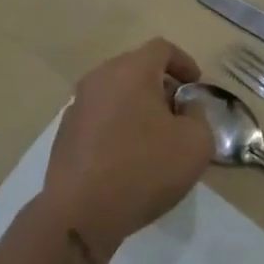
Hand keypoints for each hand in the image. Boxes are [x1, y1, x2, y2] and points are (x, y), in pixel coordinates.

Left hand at [41, 38, 212, 263]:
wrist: (80, 215)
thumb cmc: (144, 170)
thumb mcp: (196, 143)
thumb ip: (199, 115)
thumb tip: (184, 108)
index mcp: (131, 71)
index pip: (162, 48)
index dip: (184, 62)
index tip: (196, 86)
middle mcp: (99, 79)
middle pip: (136, 68)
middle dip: (161, 85)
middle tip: (179, 113)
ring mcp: (77, 106)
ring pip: (115, 93)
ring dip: (138, 106)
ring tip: (155, 137)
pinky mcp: (65, 134)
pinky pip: (100, 117)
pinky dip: (118, 125)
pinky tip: (128, 157)